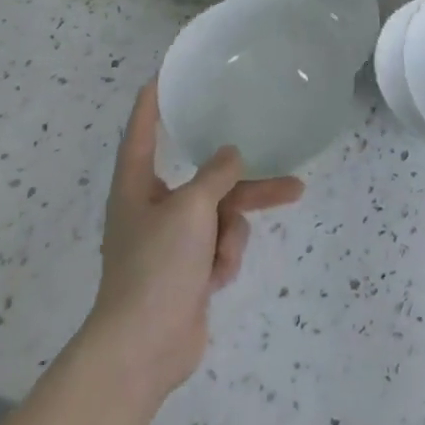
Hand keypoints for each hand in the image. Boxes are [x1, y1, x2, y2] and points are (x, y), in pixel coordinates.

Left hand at [83, 82, 303, 400]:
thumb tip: (230, 156)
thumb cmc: (156, 266)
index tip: (166, 74)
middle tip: (287, 176)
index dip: (154, 100)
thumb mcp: (191, 209)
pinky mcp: (189, 270)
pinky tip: (215, 280)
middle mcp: (153, 207)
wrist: (143, 350)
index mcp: (136, 185)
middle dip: (243, 184)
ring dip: (232, 232)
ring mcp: (172, 241)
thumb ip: (216, 175)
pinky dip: (223, 259)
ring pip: (221, 214)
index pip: (144, 130)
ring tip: (232, 254)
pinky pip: (220, 246)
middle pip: (206, 179)